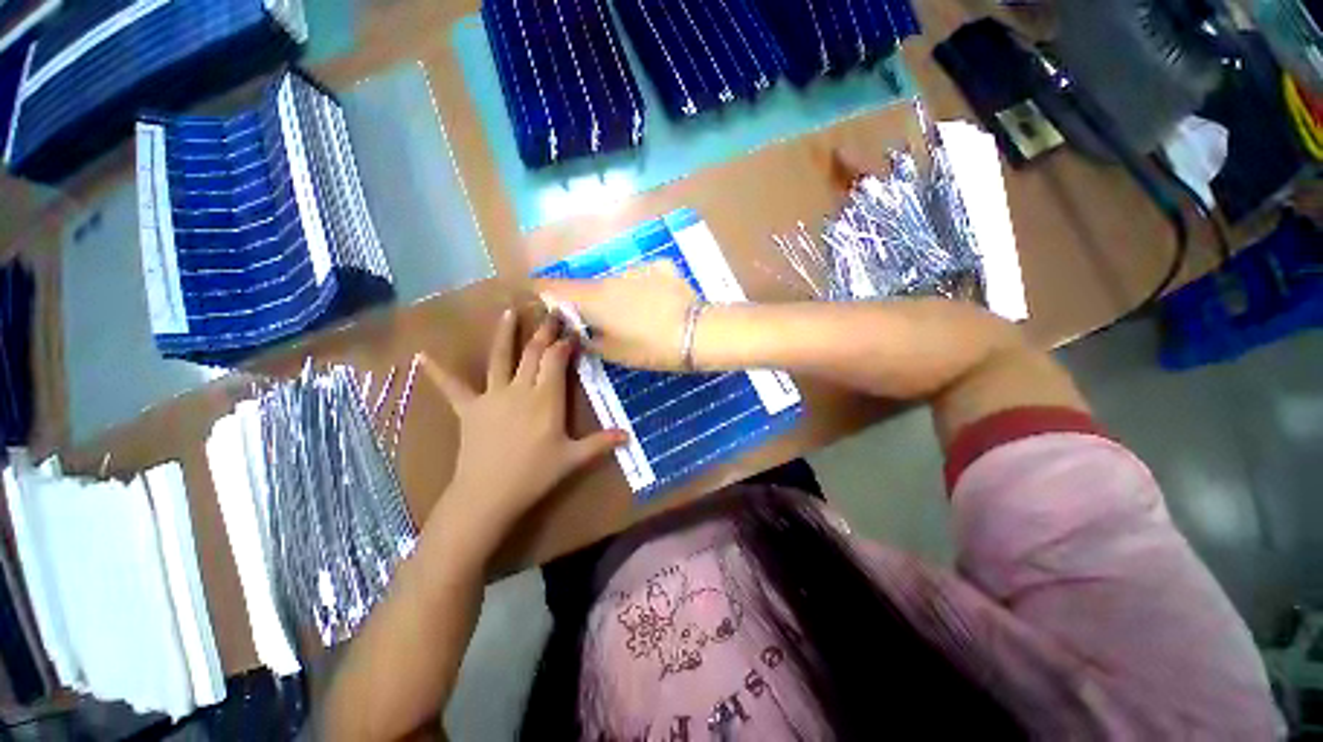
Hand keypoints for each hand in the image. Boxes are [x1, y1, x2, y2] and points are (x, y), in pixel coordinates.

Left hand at [420, 310, 626, 542]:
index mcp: (546, 398)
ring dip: (505, 334)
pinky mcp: (470, 409)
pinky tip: (421, 356)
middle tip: (551, 312)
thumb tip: (629, 436)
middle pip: (533, 353)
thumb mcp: (573, 459)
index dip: (565, 343)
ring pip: (500, 358)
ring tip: (508, 312)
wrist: (488, 495)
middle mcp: (520, 389)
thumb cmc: (534, 475)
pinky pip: (453, 388)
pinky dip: (438, 372)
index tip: (573, 331)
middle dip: (544, 331)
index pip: (556, 361)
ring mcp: (492, 396)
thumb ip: (601, 443)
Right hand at [536, 261, 698, 370]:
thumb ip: (589, 339)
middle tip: (600, 322)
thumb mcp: (614, 352)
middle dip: (588, 302)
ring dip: (618, 296)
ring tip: (637, 317)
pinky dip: (642, 290)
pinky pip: (641, 278)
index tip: (535, 295)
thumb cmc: (651, 347)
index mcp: (595, 297)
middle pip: (589, 286)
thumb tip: (577, 330)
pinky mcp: (661, 267)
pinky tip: (658, 305)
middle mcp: (611, 276)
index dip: (541, 290)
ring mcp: (638, 268)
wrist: (698, 333)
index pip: (555, 287)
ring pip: (617, 282)